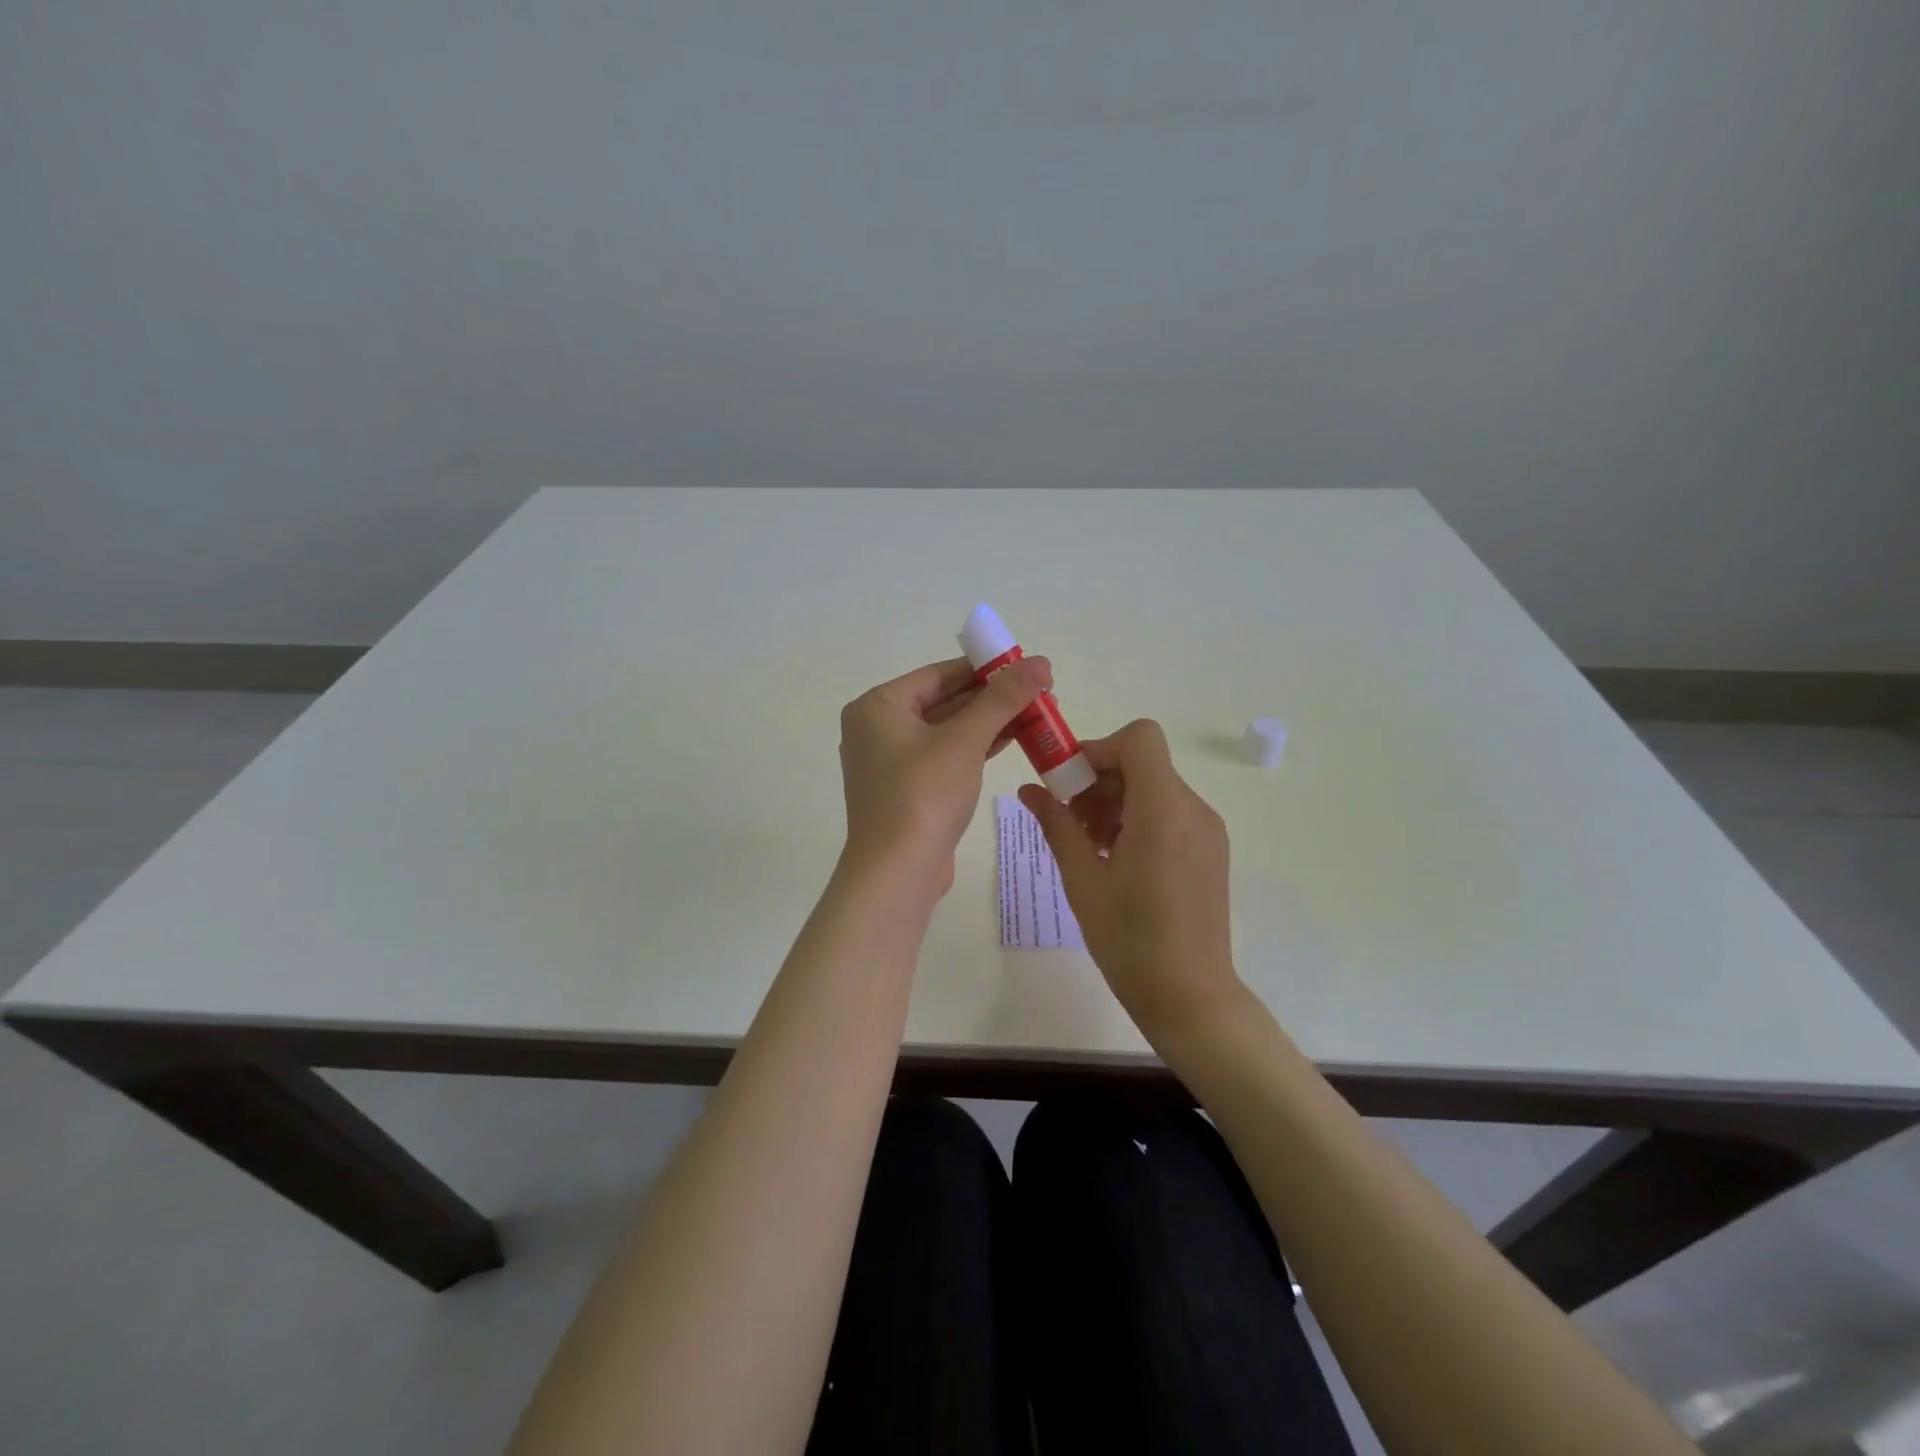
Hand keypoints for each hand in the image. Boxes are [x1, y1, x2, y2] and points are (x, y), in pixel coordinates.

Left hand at [840, 654, 1051, 893]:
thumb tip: (1040, 661)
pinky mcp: (908, 790)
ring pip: (948, 730)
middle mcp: (878, 728)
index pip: (939, 674)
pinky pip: (946, 756)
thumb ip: (1003, 698)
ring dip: (990, 722)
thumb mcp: (965, 740)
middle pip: (944, 700)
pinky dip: (977, 747)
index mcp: (878, 706)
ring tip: (1038, 714)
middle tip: (1041, 692)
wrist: (897, 873)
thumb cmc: (923, 795)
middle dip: (993, 697)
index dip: (986, 668)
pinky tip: (1014, 739)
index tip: (1027, 666)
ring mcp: (891, 762)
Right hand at [1017, 720, 1241, 1043]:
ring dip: (1115, 801)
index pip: (1139, 739)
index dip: (1099, 749)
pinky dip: (1136, 819)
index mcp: (1163, 810)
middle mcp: (1193, 809)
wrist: (1190, 996)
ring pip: (1154, 787)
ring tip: (1088, 846)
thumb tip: (1028, 789)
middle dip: (1098, 780)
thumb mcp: (1082, 880)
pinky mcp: (1209, 849)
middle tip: (1067, 820)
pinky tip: (1115, 860)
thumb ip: (1056, 825)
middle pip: (1143, 763)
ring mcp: (1206, 829)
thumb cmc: (1129, 940)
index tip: (1068, 783)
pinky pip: (1168, 812)